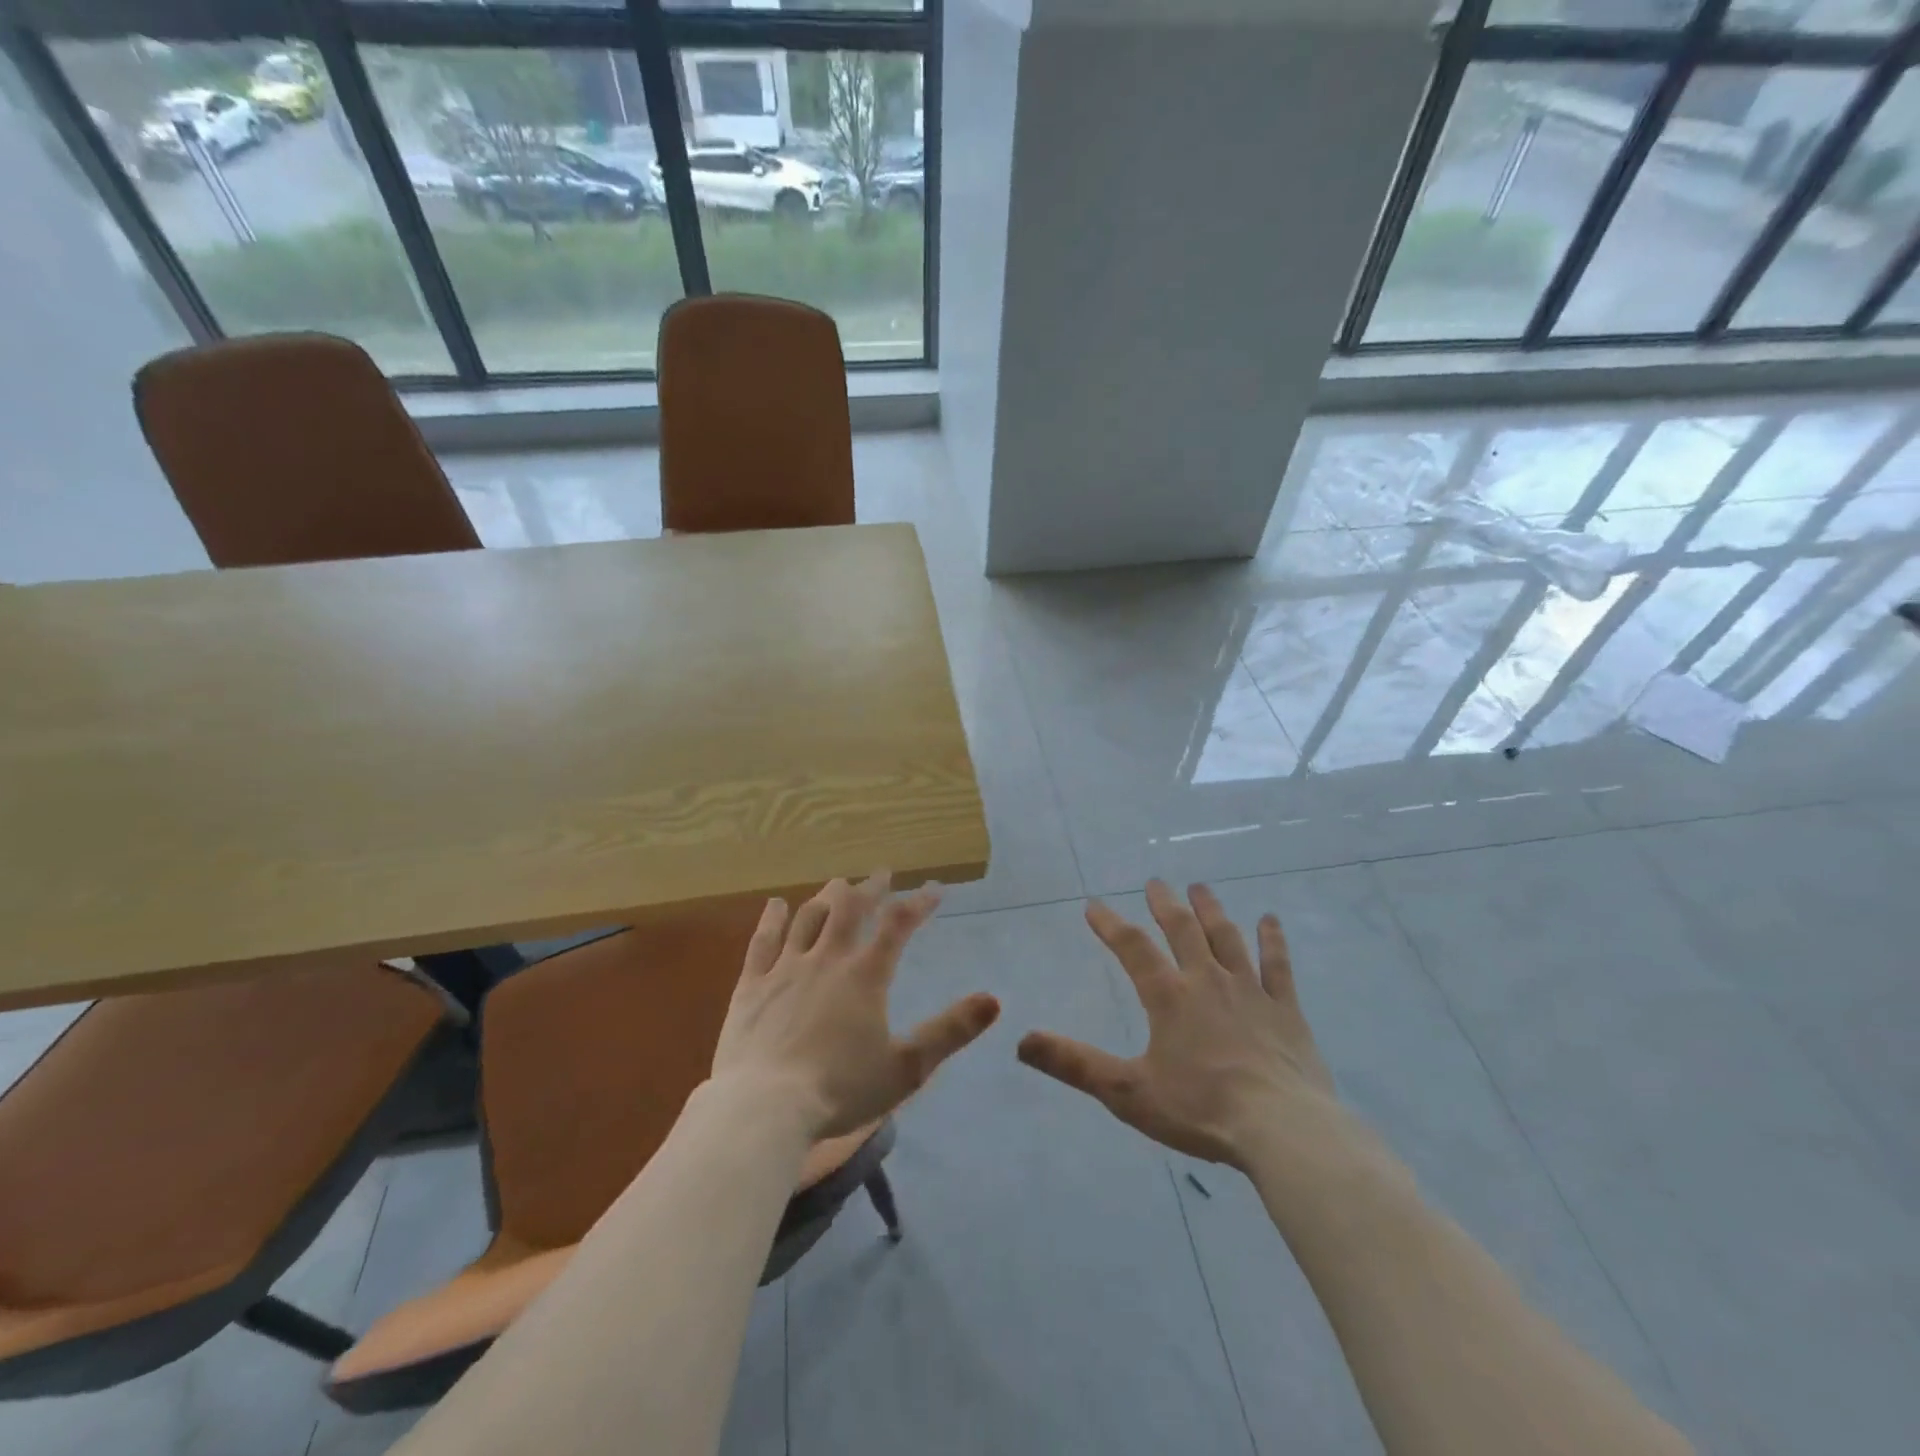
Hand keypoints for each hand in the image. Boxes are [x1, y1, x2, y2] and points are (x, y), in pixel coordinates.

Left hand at [713, 874, 1000, 1139]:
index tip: (935, 889)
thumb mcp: (907, 1067)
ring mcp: (785, 969)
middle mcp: (827, 959)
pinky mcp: (752, 986)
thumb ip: (951, 1031)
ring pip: (808, 918)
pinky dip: (772, 919)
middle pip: (850, 910)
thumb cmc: (841, 1090)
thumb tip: (994, 999)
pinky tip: (776, 904)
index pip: (898, 925)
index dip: (919, 904)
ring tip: (838, 883)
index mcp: (865, 976)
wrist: (764, 1108)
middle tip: (881, 874)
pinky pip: (763, 942)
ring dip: (826, 897)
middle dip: (870, 889)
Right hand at [1018, 881, 1342, 1169]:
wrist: (1282, 1130)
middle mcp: (1207, 981)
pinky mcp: (1286, 1010)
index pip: (1133, 948)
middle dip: (1165, 904)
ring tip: (1200, 888)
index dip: (1110, 924)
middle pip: (1183, 930)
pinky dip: (1273, 941)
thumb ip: (1074, 1063)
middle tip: (1155, 883)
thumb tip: (1021, 1040)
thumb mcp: (1127, 1091)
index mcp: (1169, 997)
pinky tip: (1270, 920)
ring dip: (1211, 910)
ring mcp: (1251, 991)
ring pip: (1227, 938)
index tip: (1093, 905)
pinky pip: (1278, 966)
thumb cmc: (1201, 1109)